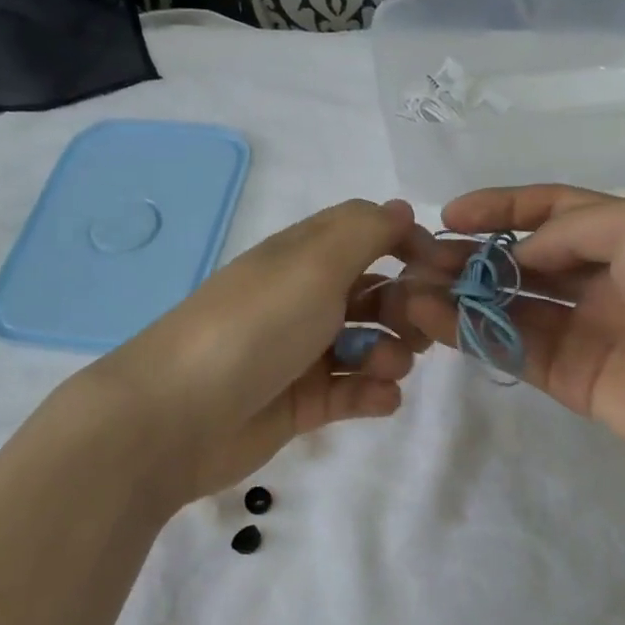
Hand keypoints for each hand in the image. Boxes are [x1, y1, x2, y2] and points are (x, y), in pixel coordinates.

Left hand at [88, 199, 432, 502]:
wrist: (180, 415)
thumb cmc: (255, 326)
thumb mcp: (314, 263)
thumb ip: (366, 231)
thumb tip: (402, 210)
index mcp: (303, 258)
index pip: (366, 234)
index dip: (408, 245)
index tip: (444, 269)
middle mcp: (304, 300)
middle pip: (374, 292)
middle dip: (407, 306)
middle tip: (420, 328)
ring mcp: (303, 354)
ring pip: (368, 345)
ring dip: (392, 353)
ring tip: (387, 368)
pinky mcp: (302, 404)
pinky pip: (353, 393)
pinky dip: (373, 394)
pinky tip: (380, 399)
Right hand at [401, 186, 624, 501]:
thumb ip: (569, 229)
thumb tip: (519, 256)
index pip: (555, 209)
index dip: (503, 207)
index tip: (449, 214)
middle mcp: (609, 279)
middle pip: (526, 260)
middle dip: (473, 254)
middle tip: (416, 256)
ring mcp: (591, 332)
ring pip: (514, 306)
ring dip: (463, 294)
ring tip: (408, 287)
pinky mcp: (576, 382)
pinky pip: (516, 349)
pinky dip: (474, 333)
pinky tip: (433, 319)